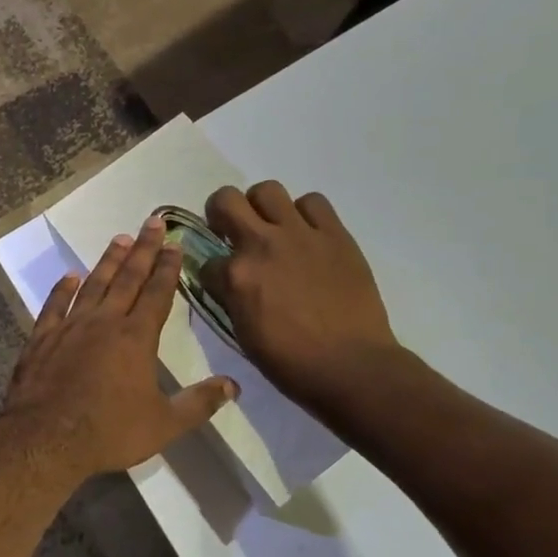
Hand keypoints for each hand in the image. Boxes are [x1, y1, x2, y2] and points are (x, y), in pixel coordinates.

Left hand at [0, 217, 237, 478]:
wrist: (45, 439)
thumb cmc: (109, 431)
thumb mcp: (164, 424)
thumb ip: (199, 403)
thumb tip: (234, 385)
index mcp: (136, 337)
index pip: (158, 293)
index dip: (168, 268)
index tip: (175, 244)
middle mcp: (105, 322)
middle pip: (128, 278)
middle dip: (144, 249)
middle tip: (153, 222)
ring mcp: (70, 326)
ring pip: (93, 284)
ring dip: (108, 260)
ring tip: (120, 239)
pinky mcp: (43, 338)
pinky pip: (55, 305)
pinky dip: (63, 289)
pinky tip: (70, 276)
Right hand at [201, 182, 403, 415]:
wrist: (351, 366)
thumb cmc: (291, 362)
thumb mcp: (243, 333)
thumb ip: (231, 298)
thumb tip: (226, 283)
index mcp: (236, 276)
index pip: (206, 260)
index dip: (211, 271)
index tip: (220, 280)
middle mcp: (261, 244)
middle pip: (225, 199)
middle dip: (221, 213)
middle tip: (232, 231)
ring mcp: (300, 234)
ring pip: (268, 190)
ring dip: (262, 207)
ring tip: (272, 228)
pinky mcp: (334, 234)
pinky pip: (313, 202)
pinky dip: (305, 214)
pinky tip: (307, 234)